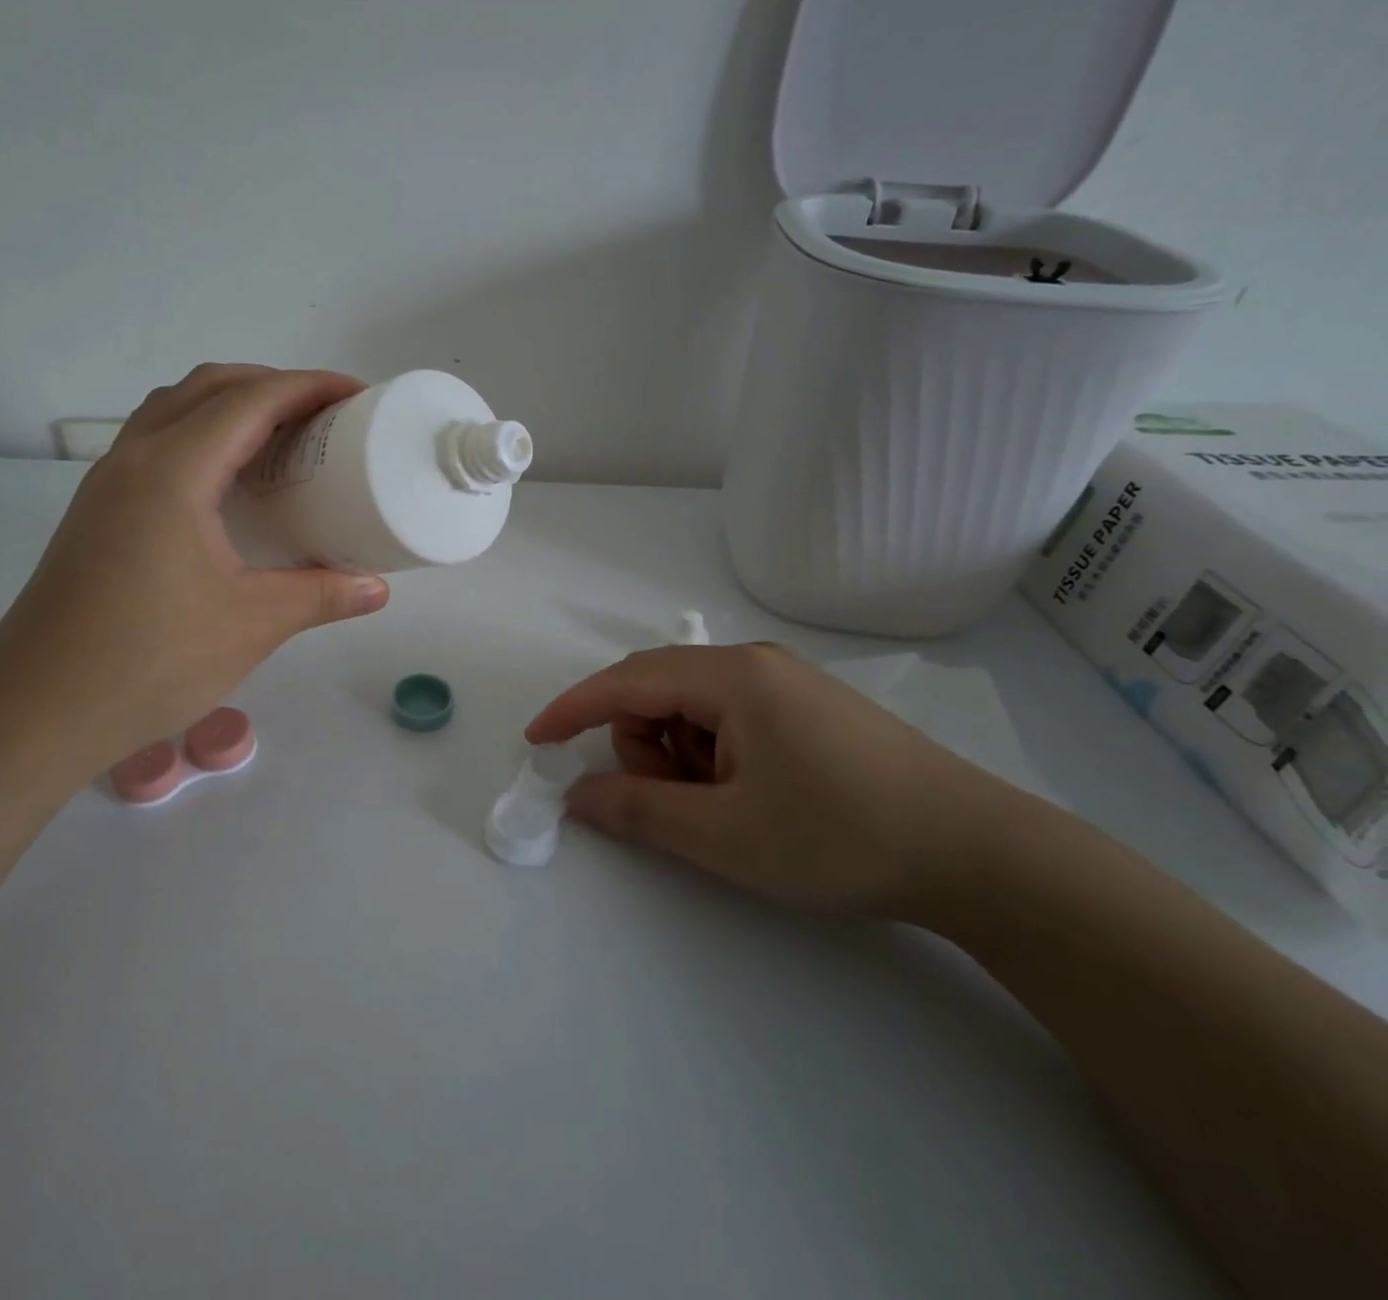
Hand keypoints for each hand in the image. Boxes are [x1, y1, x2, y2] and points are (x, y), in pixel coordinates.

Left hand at [0, 365, 390, 776]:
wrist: (35, 710)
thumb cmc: (148, 662)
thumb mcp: (251, 626)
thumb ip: (320, 596)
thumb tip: (377, 588)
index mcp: (172, 472)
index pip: (250, 400)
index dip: (309, 387)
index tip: (356, 395)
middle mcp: (133, 459)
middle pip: (208, 388)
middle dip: (272, 386)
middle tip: (324, 417)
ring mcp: (107, 483)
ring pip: (174, 411)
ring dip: (231, 406)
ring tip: (281, 440)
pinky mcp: (97, 511)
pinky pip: (156, 444)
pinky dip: (201, 437)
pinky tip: (229, 486)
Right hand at [524, 643, 1023, 918]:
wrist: (979, 855)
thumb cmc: (841, 837)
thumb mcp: (724, 834)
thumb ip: (638, 811)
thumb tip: (577, 796)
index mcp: (732, 677)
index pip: (626, 681)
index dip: (573, 709)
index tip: (537, 741)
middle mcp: (753, 663)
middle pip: (657, 691)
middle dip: (643, 746)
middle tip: (679, 806)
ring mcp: (784, 682)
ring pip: (692, 707)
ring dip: (681, 756)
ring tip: (725, 808)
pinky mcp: (806, 707)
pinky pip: (728, 718)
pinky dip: (714, 755)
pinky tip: (753, 796)